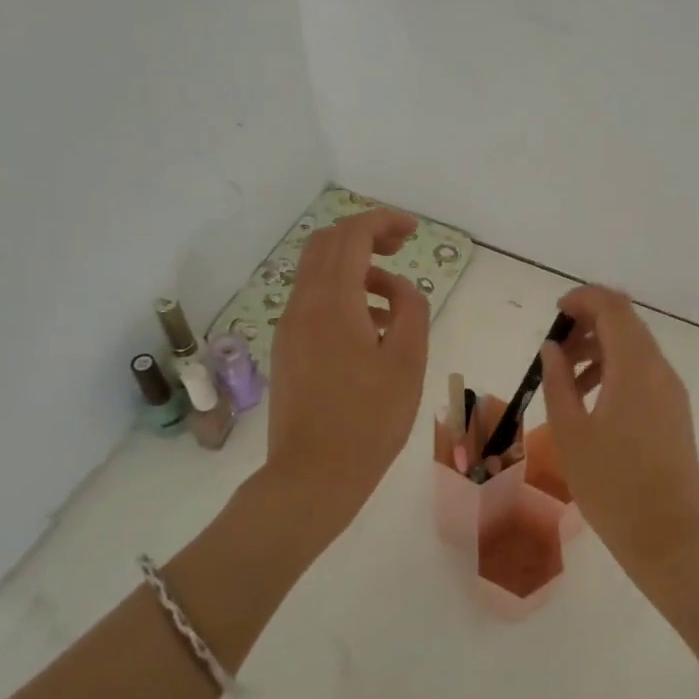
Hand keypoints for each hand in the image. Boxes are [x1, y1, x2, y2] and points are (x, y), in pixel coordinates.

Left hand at [267, 208, 429, 533]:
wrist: (312, 475)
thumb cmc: (369, 420)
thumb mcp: (408, 363)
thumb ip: (410, 311)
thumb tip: (400, 289)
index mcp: (332, 302)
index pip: (351, 236)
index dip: (383, 222)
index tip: (412, 231)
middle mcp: (302, 305)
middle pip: (326, 244)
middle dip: (364, 236)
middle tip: (400, 248)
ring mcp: (288, 327)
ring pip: (316, 273)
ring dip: (353, 267)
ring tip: (392, 298)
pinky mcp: (287, 349)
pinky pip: (312, 302)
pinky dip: (341, 294)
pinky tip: (369, 328)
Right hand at [539, 285, 698, 578]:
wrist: (668, 535)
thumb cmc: (611, 485)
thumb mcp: (571, 433)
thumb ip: (558, 382)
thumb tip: (552, 349)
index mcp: (635, 368)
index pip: (613, 308)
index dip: (583, 299)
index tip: (555, 313)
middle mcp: (659, 369)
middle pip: (626, 323)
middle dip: (588, 324)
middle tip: (555, 350)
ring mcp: (672, 390)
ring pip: (635, 348)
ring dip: (600, 349)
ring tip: (566, 379)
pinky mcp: (675, 410)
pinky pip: (644, 372)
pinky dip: (616, 370)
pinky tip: (592, 400)